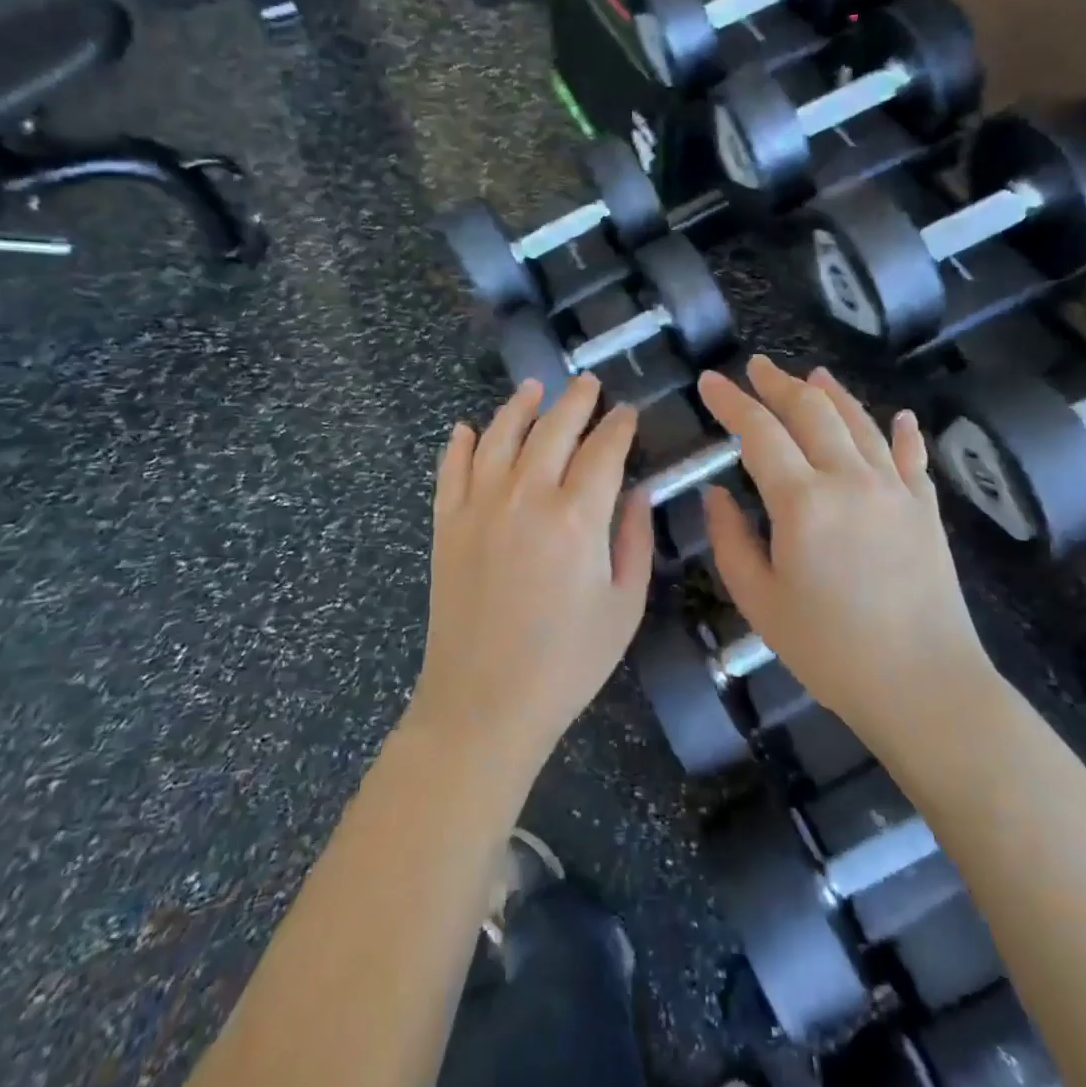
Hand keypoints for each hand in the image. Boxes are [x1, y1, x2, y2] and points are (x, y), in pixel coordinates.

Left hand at [412, 376, 653, 777]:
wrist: (484, 704)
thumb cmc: (567, 662)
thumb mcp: (623, 606)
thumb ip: (634, 539)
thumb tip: (638, 490)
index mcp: (577, 516)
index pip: (604, 450)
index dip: (619, 425)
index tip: (628, 411)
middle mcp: (526, 496)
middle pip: (554, 429)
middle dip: (576, 401)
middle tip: (587, 382)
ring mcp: (479, 506)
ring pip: (501, 436)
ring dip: (519, 406)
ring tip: (533, 388)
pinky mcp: (447, 524)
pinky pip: (451, 469)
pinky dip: (461, 444)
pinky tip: (467, 429)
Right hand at [698, 358, 994, 747]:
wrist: (924, 685)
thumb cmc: (830, 650)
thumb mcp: (760, 602)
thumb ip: (730, 541)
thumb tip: (716, 494)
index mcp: (803, 501)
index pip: (759, 433)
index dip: (731, 402)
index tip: (709, 381)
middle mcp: (850, 479)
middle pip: (811, 412)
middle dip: (778, 385)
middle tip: (756, 367)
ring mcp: (895, 489)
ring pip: (860, 423)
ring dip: (832, 395)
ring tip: (812, 375)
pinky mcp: (925, 509)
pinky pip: (911, 457)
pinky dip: (902, 432)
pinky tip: (900, 417)